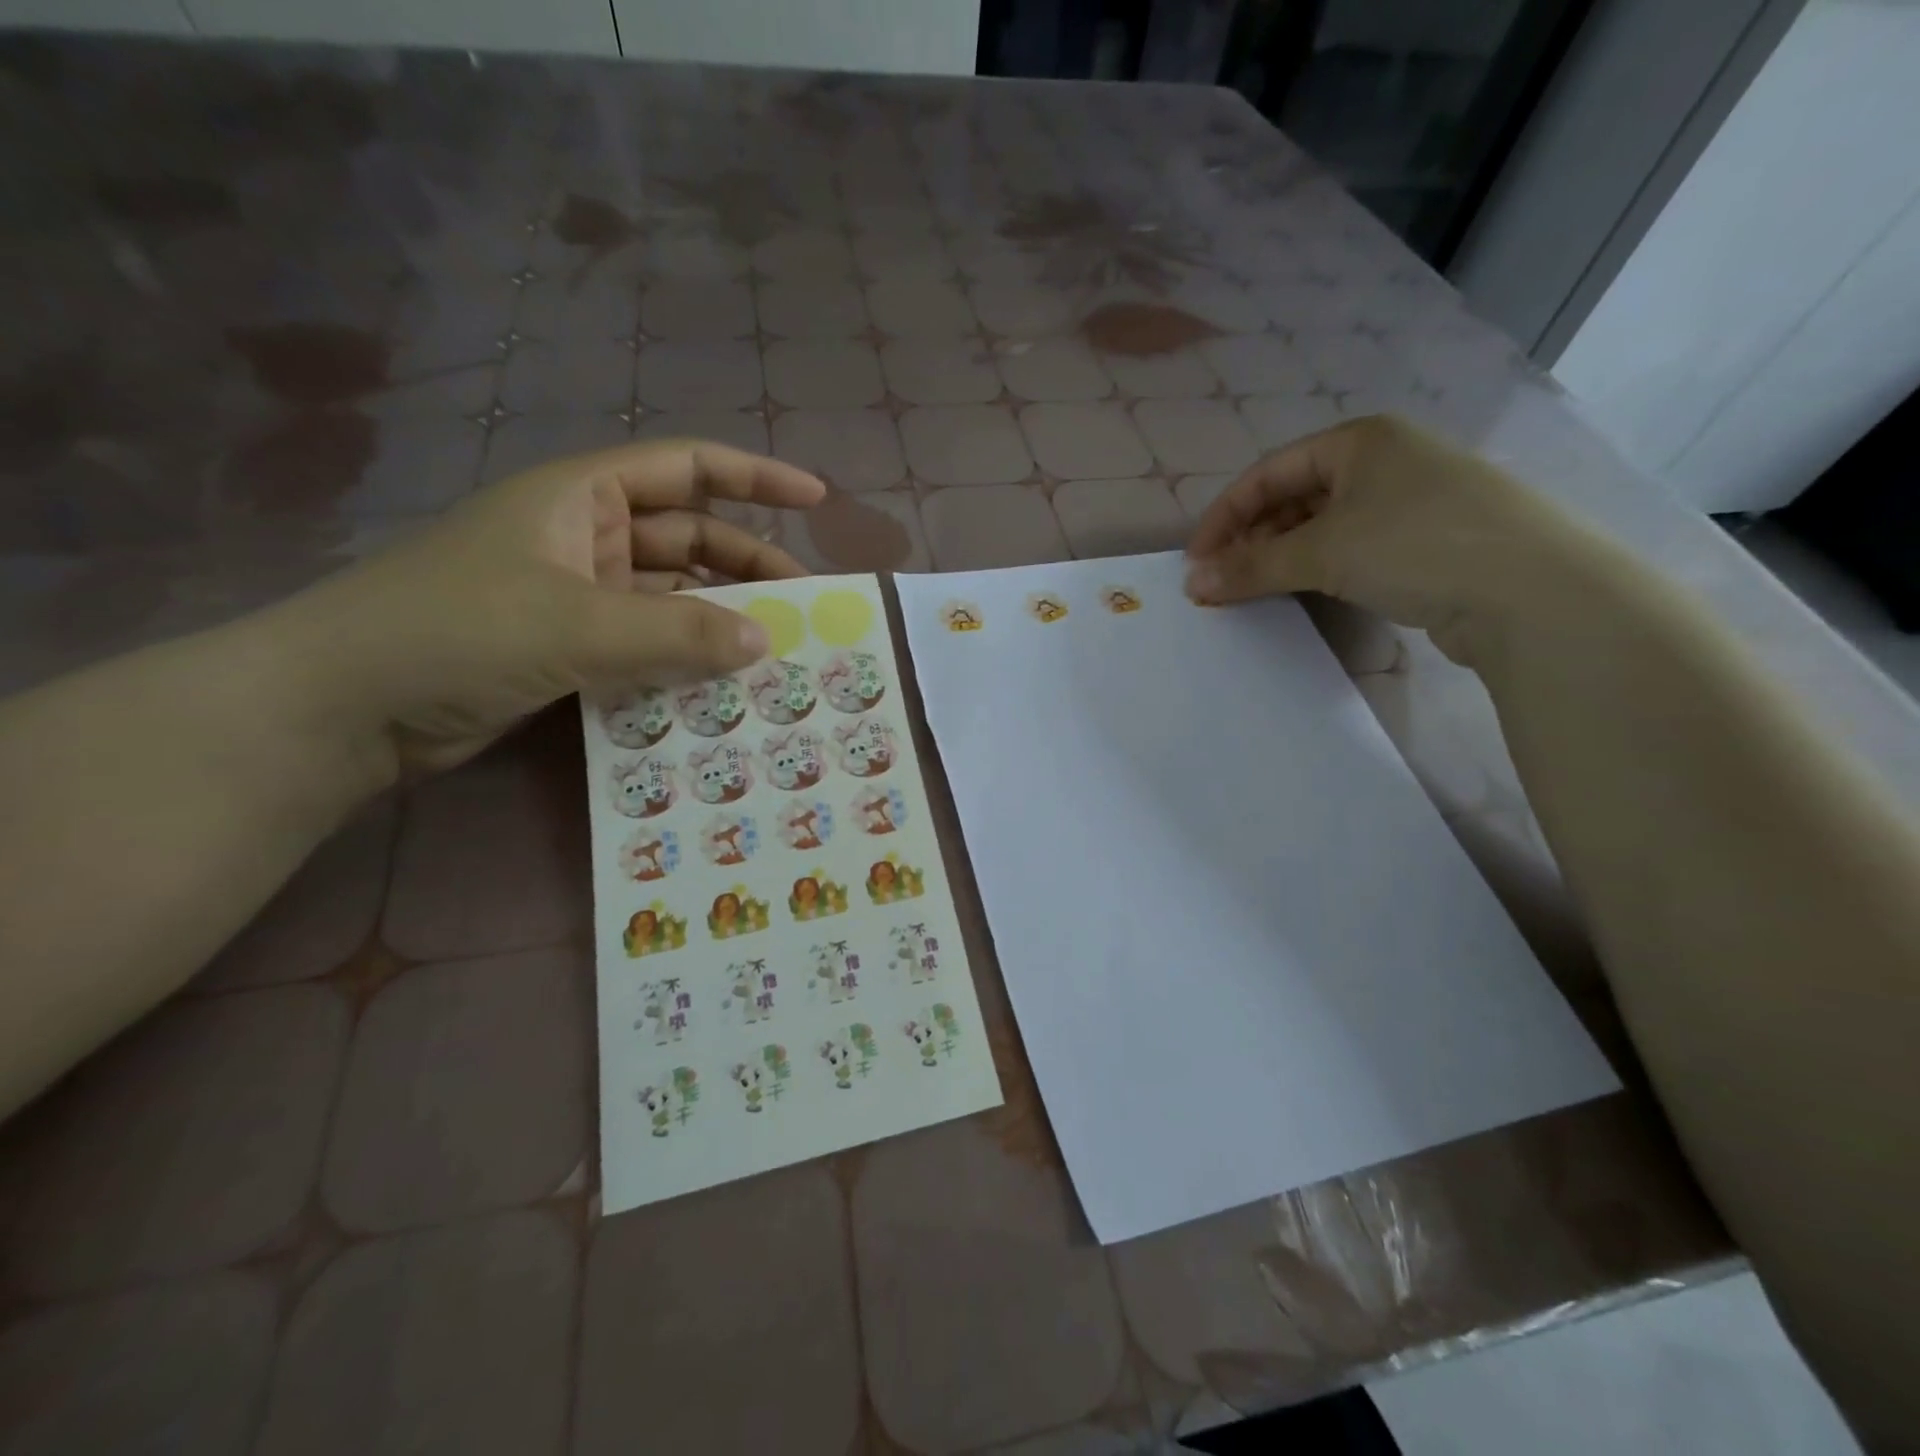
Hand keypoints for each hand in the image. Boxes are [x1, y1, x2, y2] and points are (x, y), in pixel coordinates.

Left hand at [279, 438, 824, 777]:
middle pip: (690, 537)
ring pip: (673, 596)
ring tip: (775, 650)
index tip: (817, 498)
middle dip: (749, 564)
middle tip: (805, 605)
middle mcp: (586, 536)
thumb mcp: (577, 626)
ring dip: (720, 618)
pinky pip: (648, 643)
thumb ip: (678, 634)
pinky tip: (723, 684)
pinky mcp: (570, 647)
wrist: (345, 707)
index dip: (756, 477)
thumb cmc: (456, 632)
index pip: (687, 467)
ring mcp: (578, 594)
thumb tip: (765, 641)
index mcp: (583, 496)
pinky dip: (685, 658)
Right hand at [1183, 415, 1602, 662]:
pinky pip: (1353, 547)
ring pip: (1324, 524)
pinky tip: (1306, 592)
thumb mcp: (1322, 552)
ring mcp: (1411, 500)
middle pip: (1294, 496)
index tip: (1196, 561)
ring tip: (1255, 590)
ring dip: (1282, 556)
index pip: (1267, 473)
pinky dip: (1319, 568)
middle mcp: (1385, 460)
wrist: (1531, 590)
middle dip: (1251, 539)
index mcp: (1359, 440)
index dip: (1224, 517)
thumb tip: (1194, 584)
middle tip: (1222, 582)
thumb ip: (1252, 566)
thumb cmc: (1414, 545)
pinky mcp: (1428, 540)